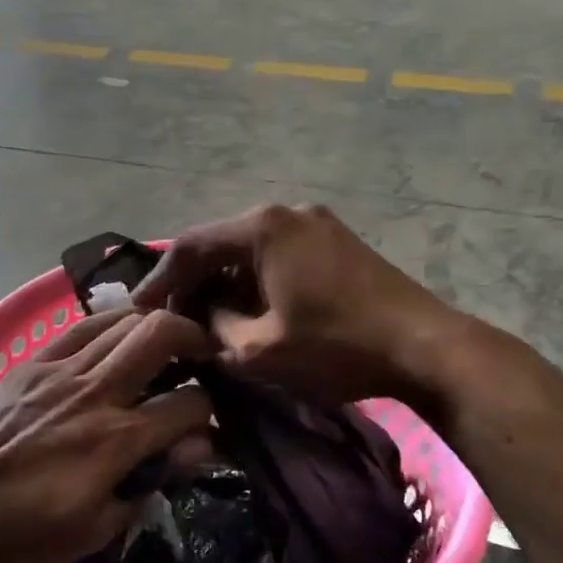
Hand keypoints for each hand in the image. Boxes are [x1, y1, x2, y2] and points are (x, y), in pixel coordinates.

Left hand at [0, 309, 213, 562]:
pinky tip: (117, 335)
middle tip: (202, 353)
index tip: (208, 424)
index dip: (211, 411)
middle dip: (194, 337)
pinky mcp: (32, 363)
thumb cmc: (17, 535)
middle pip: (160, 334)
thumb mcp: (91, 532)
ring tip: (163, 342)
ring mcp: (60, 370)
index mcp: (115, 441)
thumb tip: (191, 449)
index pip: (189, 405)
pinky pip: (81, 327)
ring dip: (154, 325)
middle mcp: (95, 393)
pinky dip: (110, 323)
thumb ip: (146, 486)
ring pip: (123, 320)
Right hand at [134, 204, 462, 406]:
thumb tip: (198, 319)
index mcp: (263, 228)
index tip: (137, 310)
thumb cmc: (336, 346)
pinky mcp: (338, 242)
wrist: (425, 347)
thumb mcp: (259, 349)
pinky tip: (250, 312)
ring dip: (225, 284)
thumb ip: (215, 328)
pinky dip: (256, 281)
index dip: (160, 280)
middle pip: (221, 243)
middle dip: (193, 283)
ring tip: (208, 320)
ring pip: (251, 250)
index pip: (192, 246)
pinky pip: (280, 255)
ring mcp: (318, 224)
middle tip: (172, 319)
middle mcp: (287, 212)